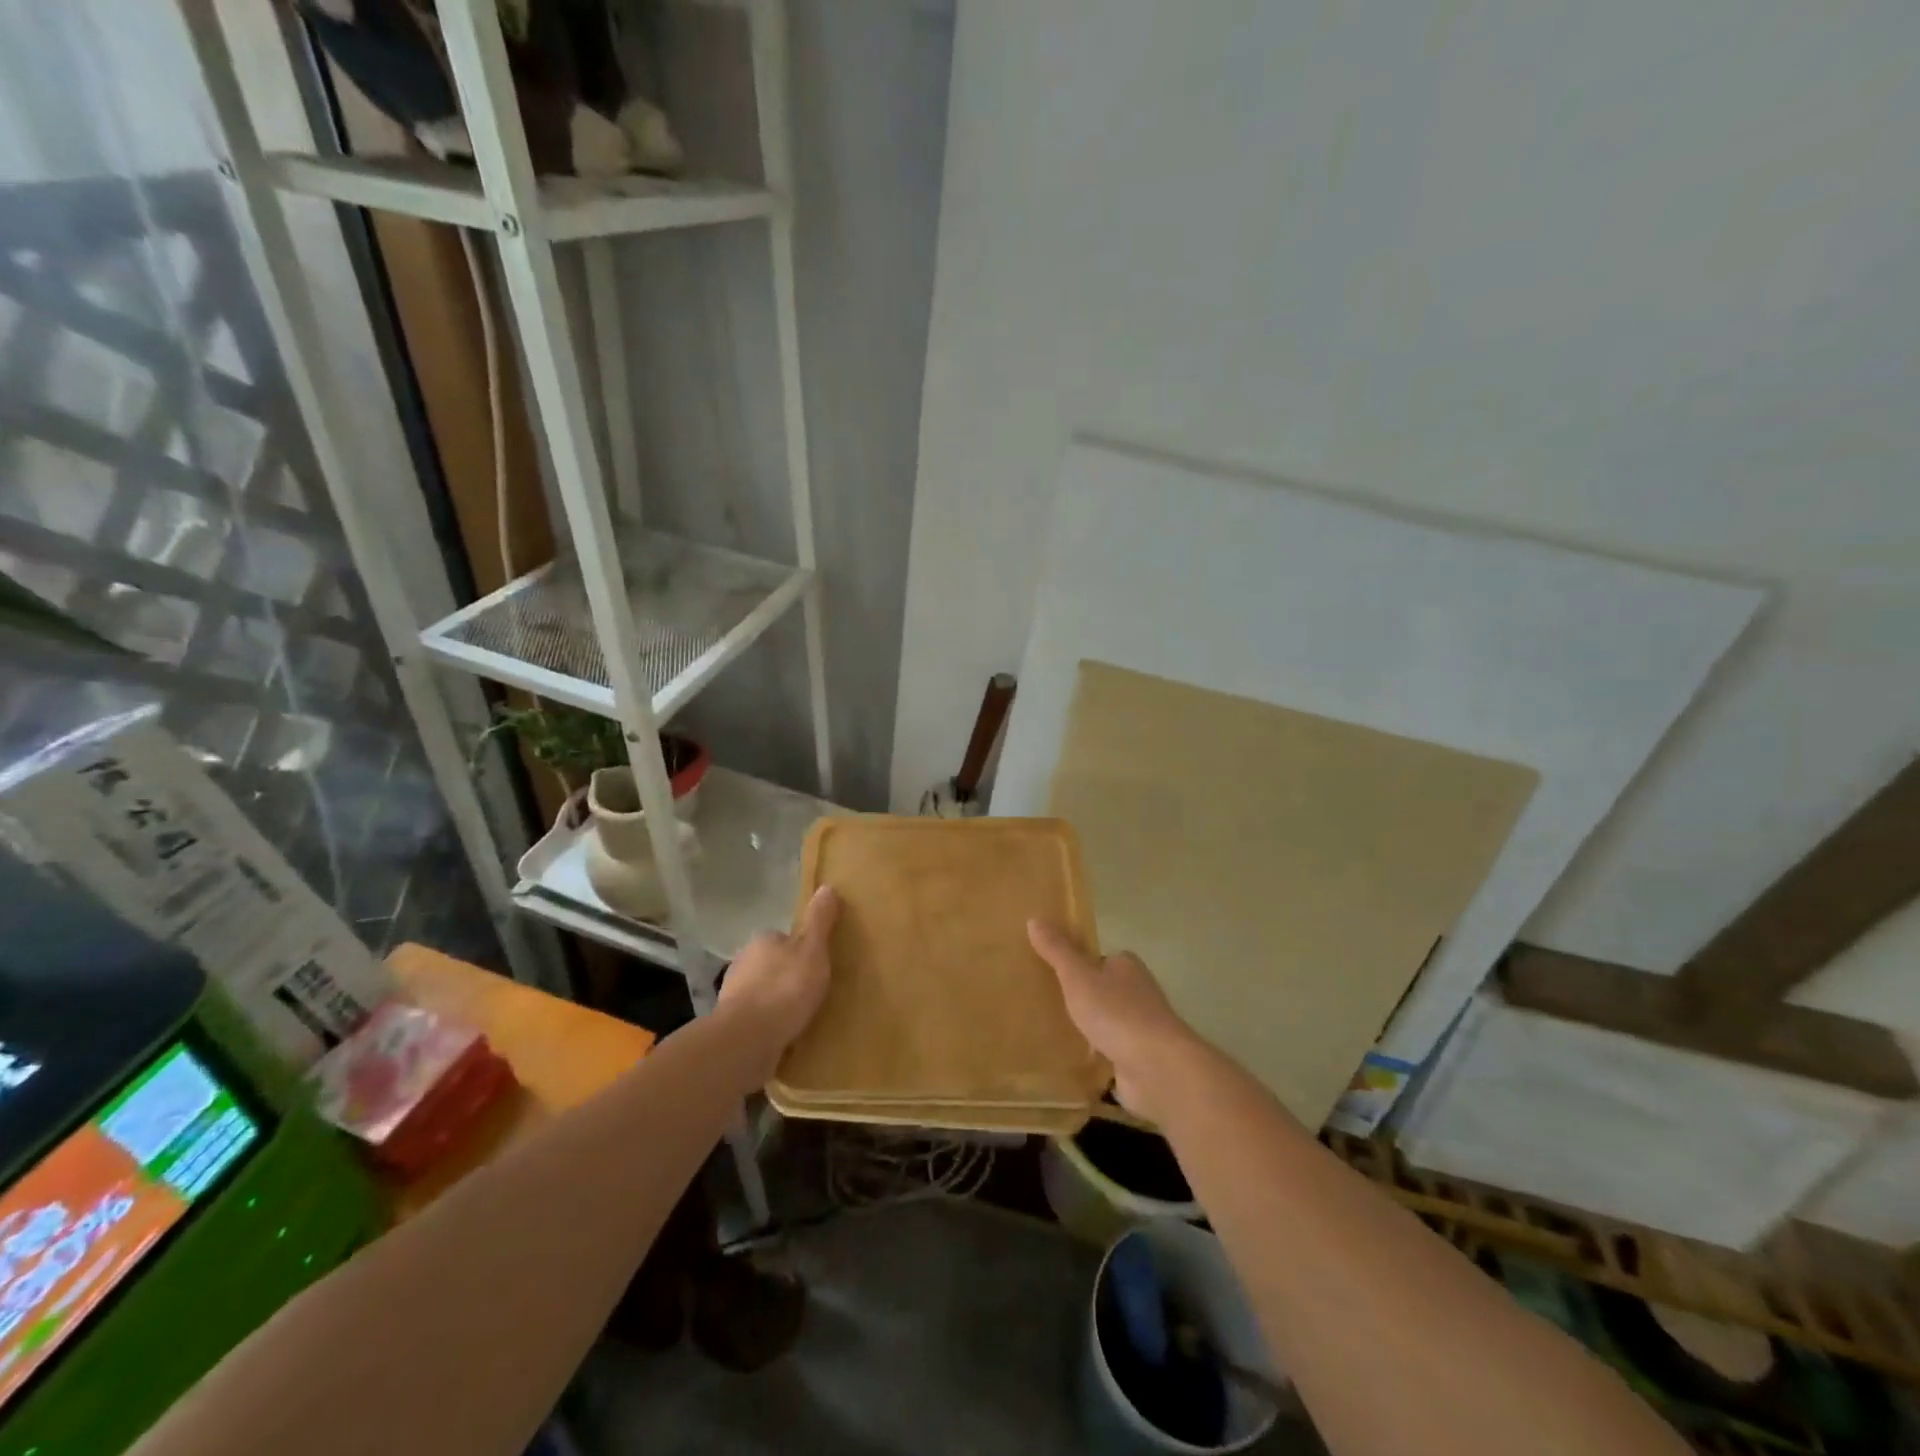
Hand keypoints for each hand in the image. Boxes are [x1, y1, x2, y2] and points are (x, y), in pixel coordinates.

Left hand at [719, 886, 838, 1062]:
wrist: (747, 1040)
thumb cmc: (785, 988)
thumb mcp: (813, 950)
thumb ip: (820, 920)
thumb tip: (827, 886)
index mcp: (762, 940)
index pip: (783, 939)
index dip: (801, 950)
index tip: (816, 965)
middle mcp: (742, 963)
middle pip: (770, 965)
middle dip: (786, 976)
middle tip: (812, 992)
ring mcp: (733, 995)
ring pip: (761, 992)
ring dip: (776, 1002)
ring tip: (800, 1017)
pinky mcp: (731, 1025)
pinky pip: (756, 1019)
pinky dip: (767, 1024)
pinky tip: (783, 1035)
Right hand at [1027, 920, 1200, 1120]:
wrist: (1157, 1068)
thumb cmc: (1117, 1013)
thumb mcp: (1078, 977)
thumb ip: (1057, 951)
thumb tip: (1034, 918)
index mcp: (1127, 967)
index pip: (1100, 959)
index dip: (1079, 965)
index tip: (1052, 974)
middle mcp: (1138, 994)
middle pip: (1104, 990)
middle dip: (1082, 998)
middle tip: (1046, 1004)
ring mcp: (1141, 1029)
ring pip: (1108, 1023)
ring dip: (1089, 1029)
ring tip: (1052, 1033)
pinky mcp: (1140, 1060)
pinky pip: (1111, 1053)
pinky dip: (1096, 1057)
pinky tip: (1073, 1063)